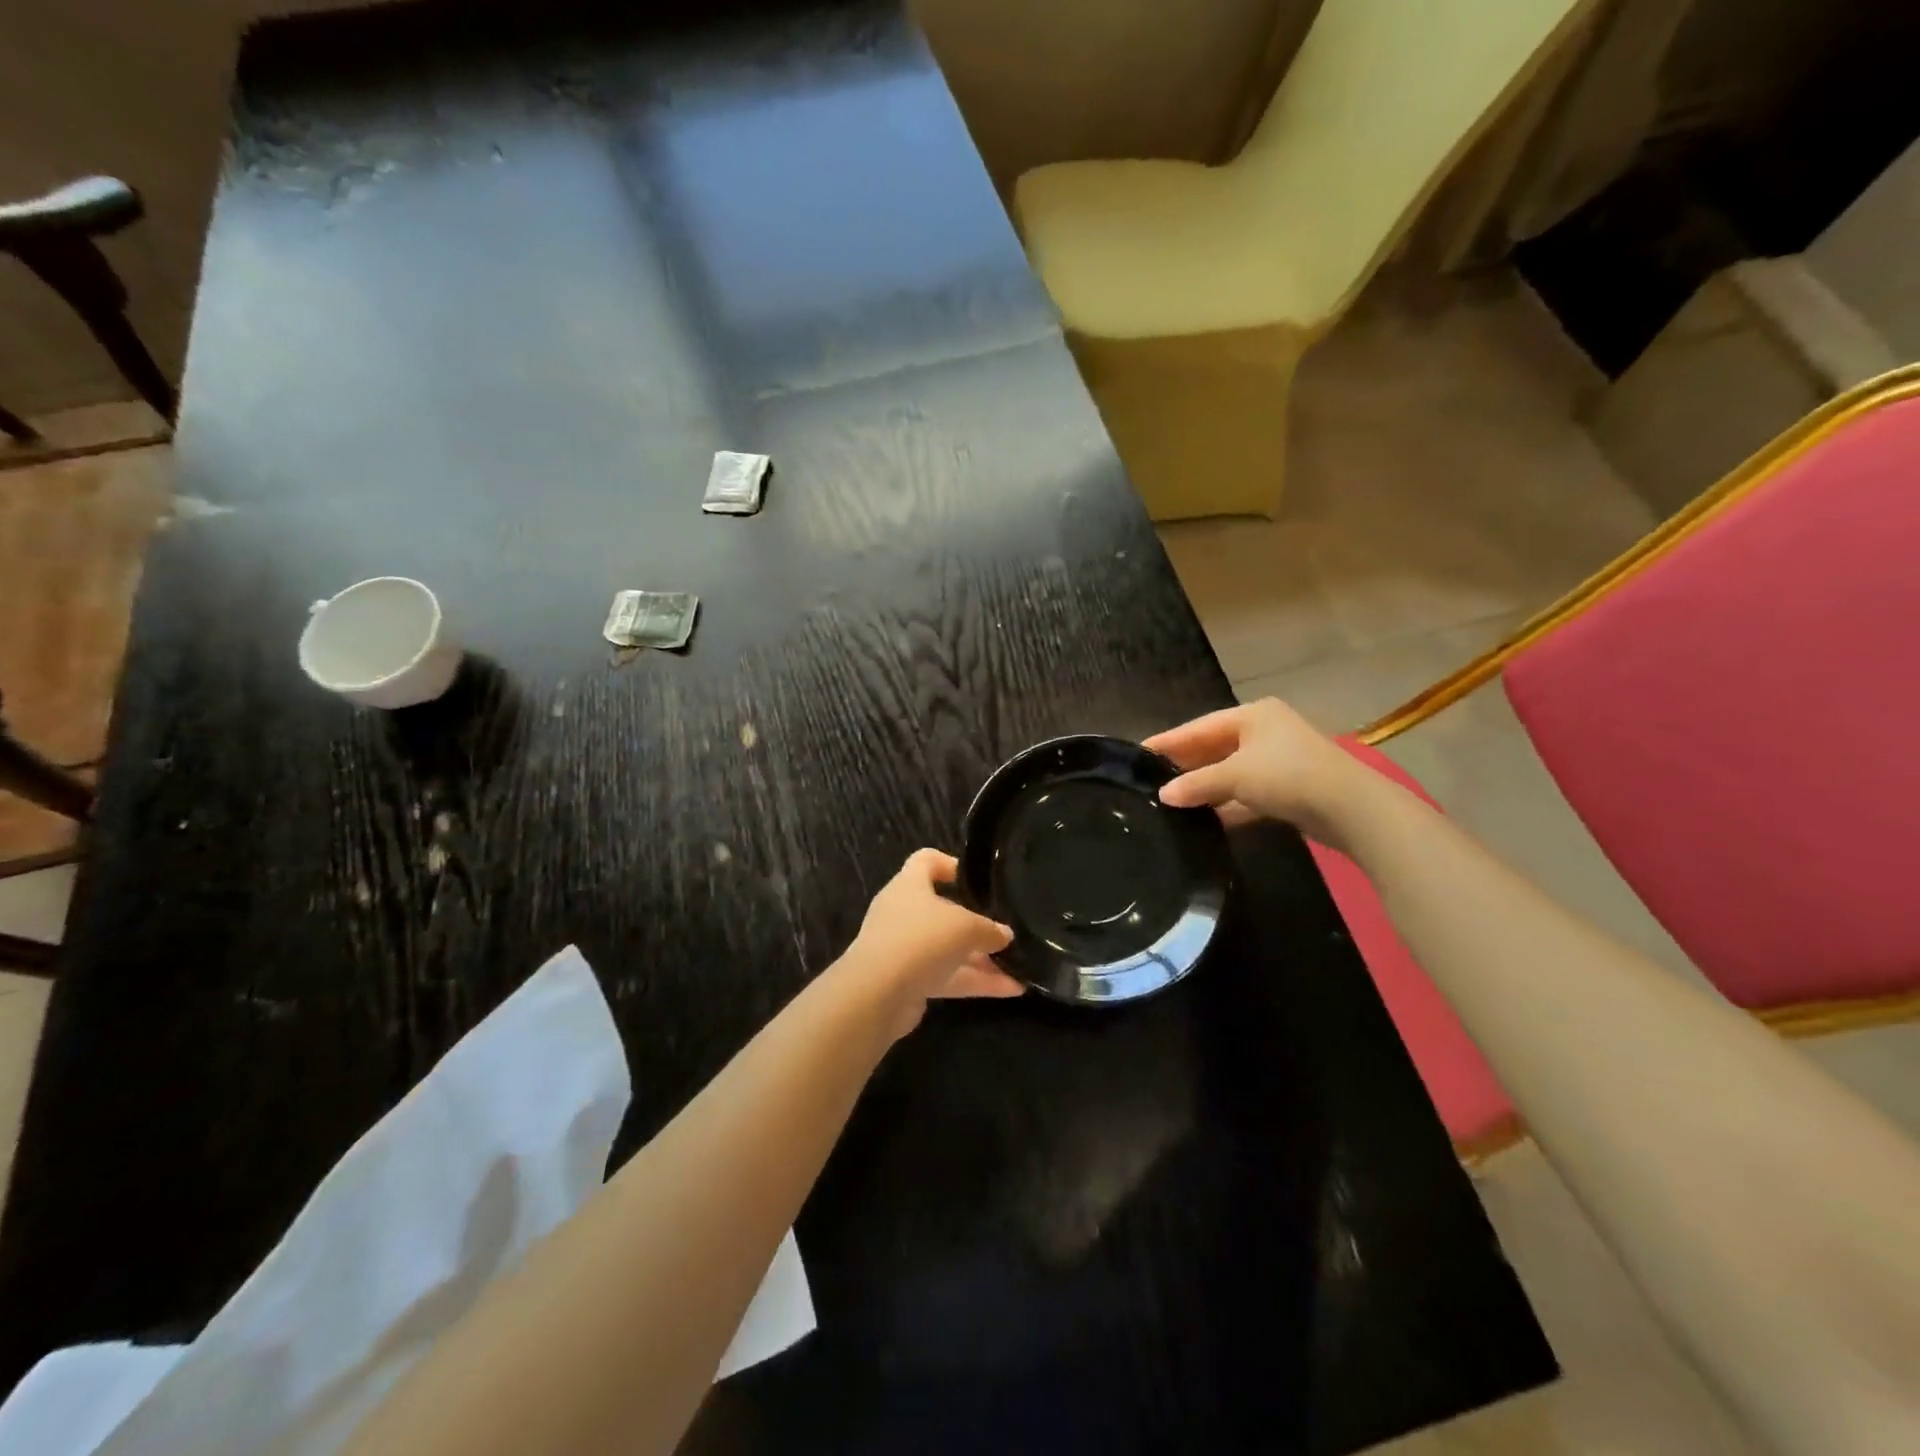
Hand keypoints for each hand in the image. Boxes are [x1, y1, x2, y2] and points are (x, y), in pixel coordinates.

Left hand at [840, 849, 1021, 1038]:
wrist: (877, 995)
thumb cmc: (921, 939)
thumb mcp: (965, 927)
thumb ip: (989, 929)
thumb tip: (1004, 934)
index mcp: (909, 885)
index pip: (926, 861)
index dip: (950, 864)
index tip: (976, 880)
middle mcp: (903, 913)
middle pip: (942, 910)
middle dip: (975, 923)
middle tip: (1005, 931)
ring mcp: (904, 949)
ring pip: (948, 948)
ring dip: (981, 958)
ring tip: (1019, 966)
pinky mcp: (908, 981)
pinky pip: (947, 976)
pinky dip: (975, 981)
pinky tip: (1010, 990)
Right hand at [1145, 698, 1370, 848]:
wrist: (1352, 808)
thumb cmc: (1288, 776)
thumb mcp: (1235, 776)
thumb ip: (1196, 784)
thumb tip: (1163, 795)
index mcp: (1252, 715)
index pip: (1198, 726)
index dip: (1168, 741)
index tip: (1138, 752)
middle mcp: (1265, 732)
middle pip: (1214, 747)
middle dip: (1185, 765)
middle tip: (1151, 779)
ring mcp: (1279, 761)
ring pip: (1230, 772)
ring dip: (1206, 787)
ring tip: (1171, 801)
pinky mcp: (1289, 788)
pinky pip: (1246, 793)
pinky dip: (1228, 804)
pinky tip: (1205, 819)